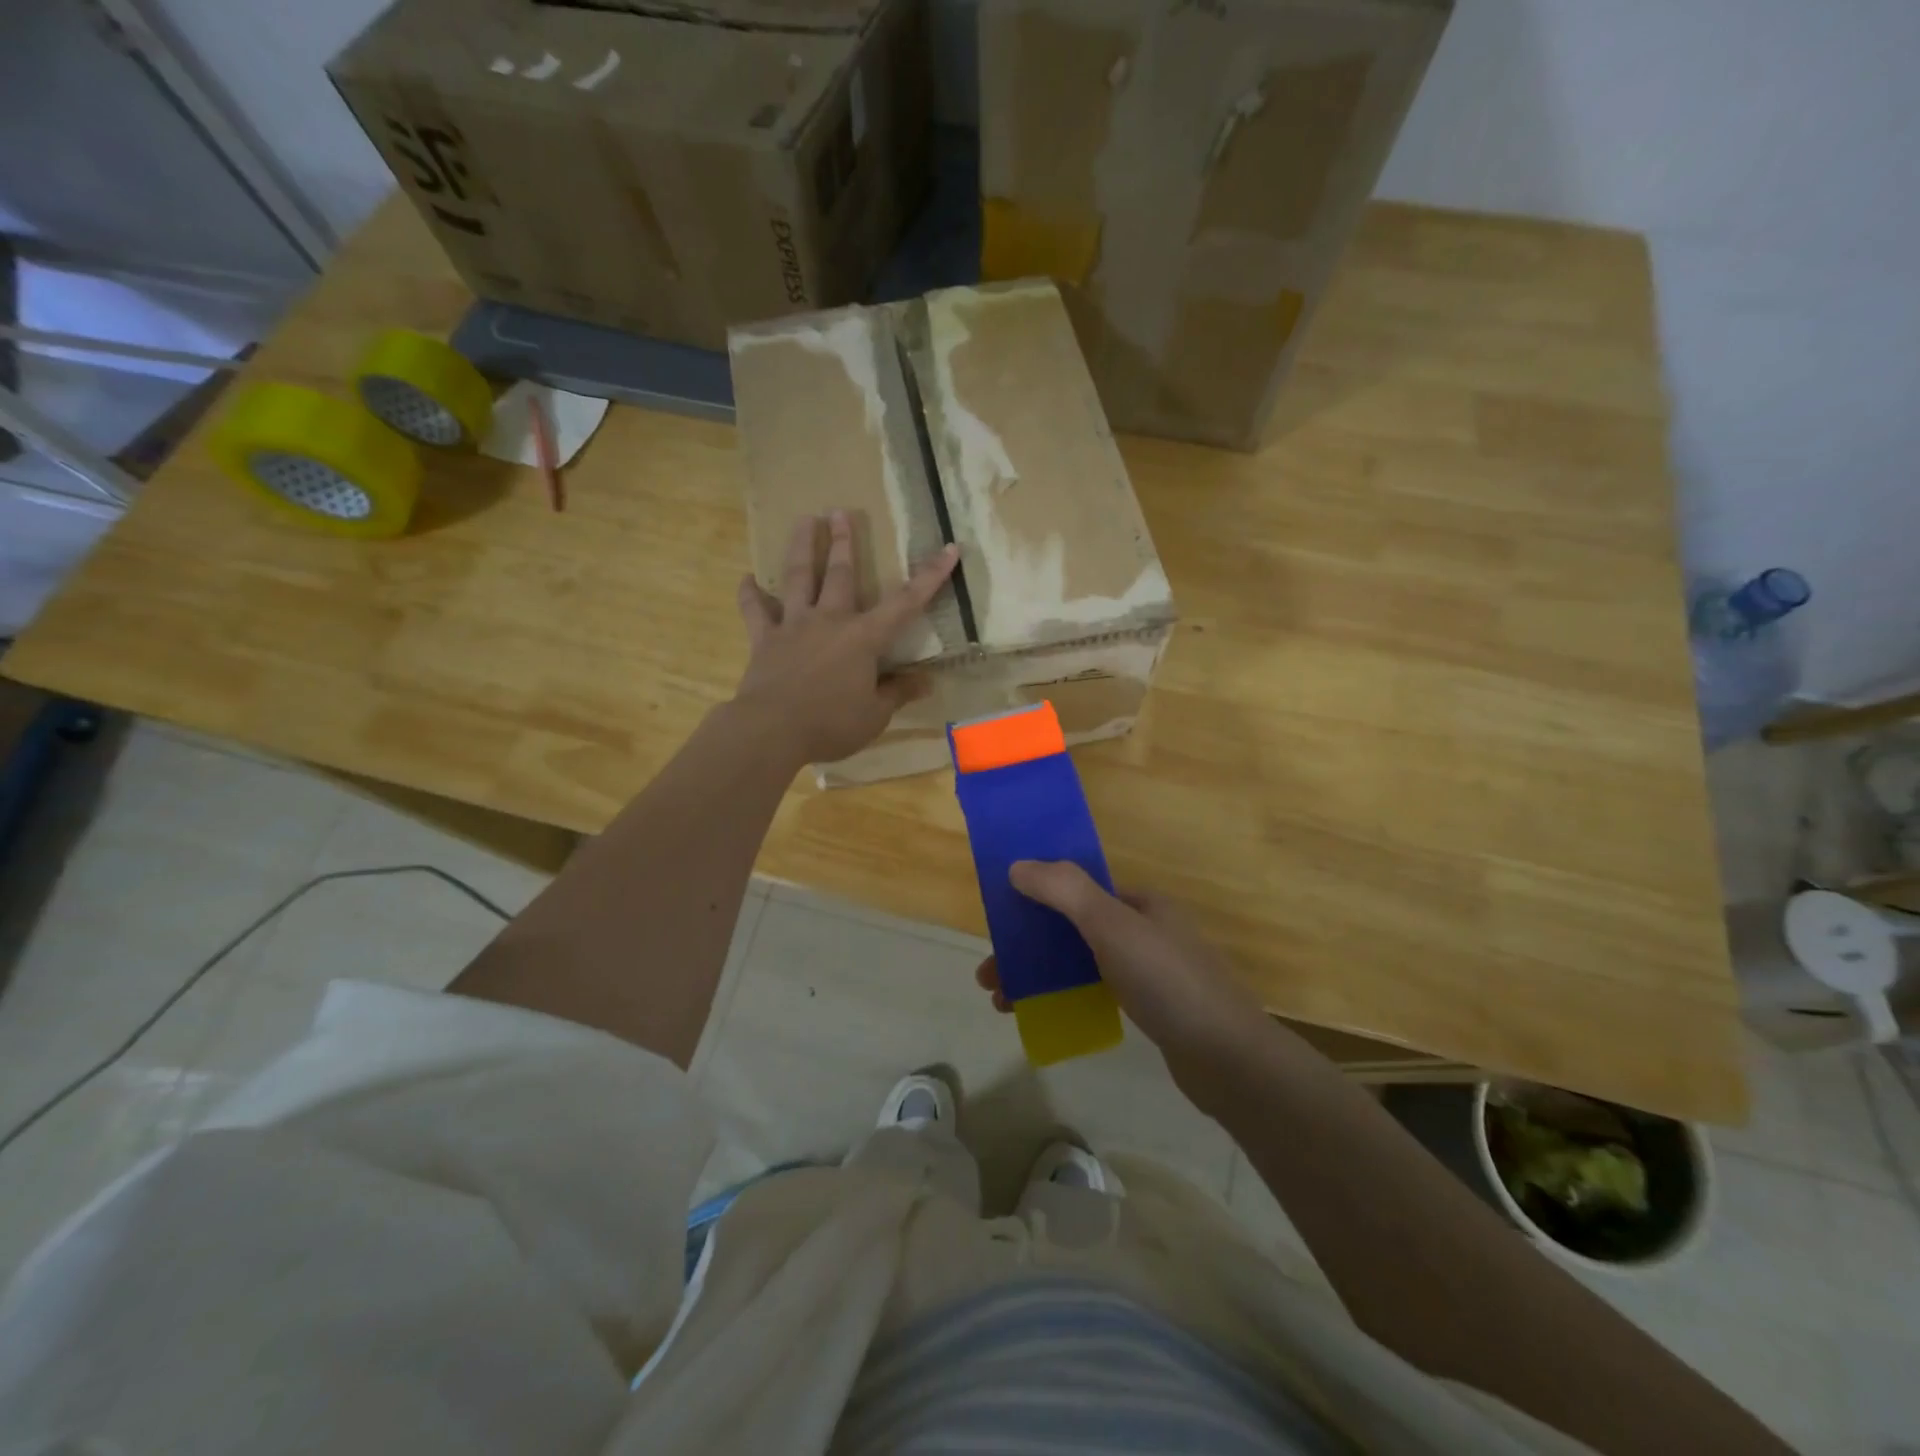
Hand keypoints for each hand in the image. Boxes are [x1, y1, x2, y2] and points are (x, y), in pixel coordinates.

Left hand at [733, 511, 958, 766]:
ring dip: (802, 547)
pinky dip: (749, 594)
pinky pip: (755, 611)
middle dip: (844, 542)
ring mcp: (793, 626)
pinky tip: (746, 578)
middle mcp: (829, 621)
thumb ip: (898, 693)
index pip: (905, 603)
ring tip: (804, 519)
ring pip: (797, 578)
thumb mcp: (874, 715)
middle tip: (841, 511)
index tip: (949, 548)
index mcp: (863, 638)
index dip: (930, 576)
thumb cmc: (831, 724)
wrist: (772, 730)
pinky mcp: (764, 640)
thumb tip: (926, 682)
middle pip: (839, 574)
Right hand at [974, 861, 1278, 1099]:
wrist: (1229, 1059)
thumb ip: (1064, 890)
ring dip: (1040, 975)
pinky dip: (1066, 997)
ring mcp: (1150, 970)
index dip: (1037, 900)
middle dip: (1029, 947)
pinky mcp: (1152, 1008)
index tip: (1001, 924)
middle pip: (1073, 927)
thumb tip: (1017, 865)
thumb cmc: (1167, 981)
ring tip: (1003, 1004)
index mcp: (1140, 902)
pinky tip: (1046, 1016)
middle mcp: (1145, 929)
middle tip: (991, 976)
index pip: (1078, 889)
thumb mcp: (1112, 926)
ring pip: (1081, 961)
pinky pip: (1097, 990)